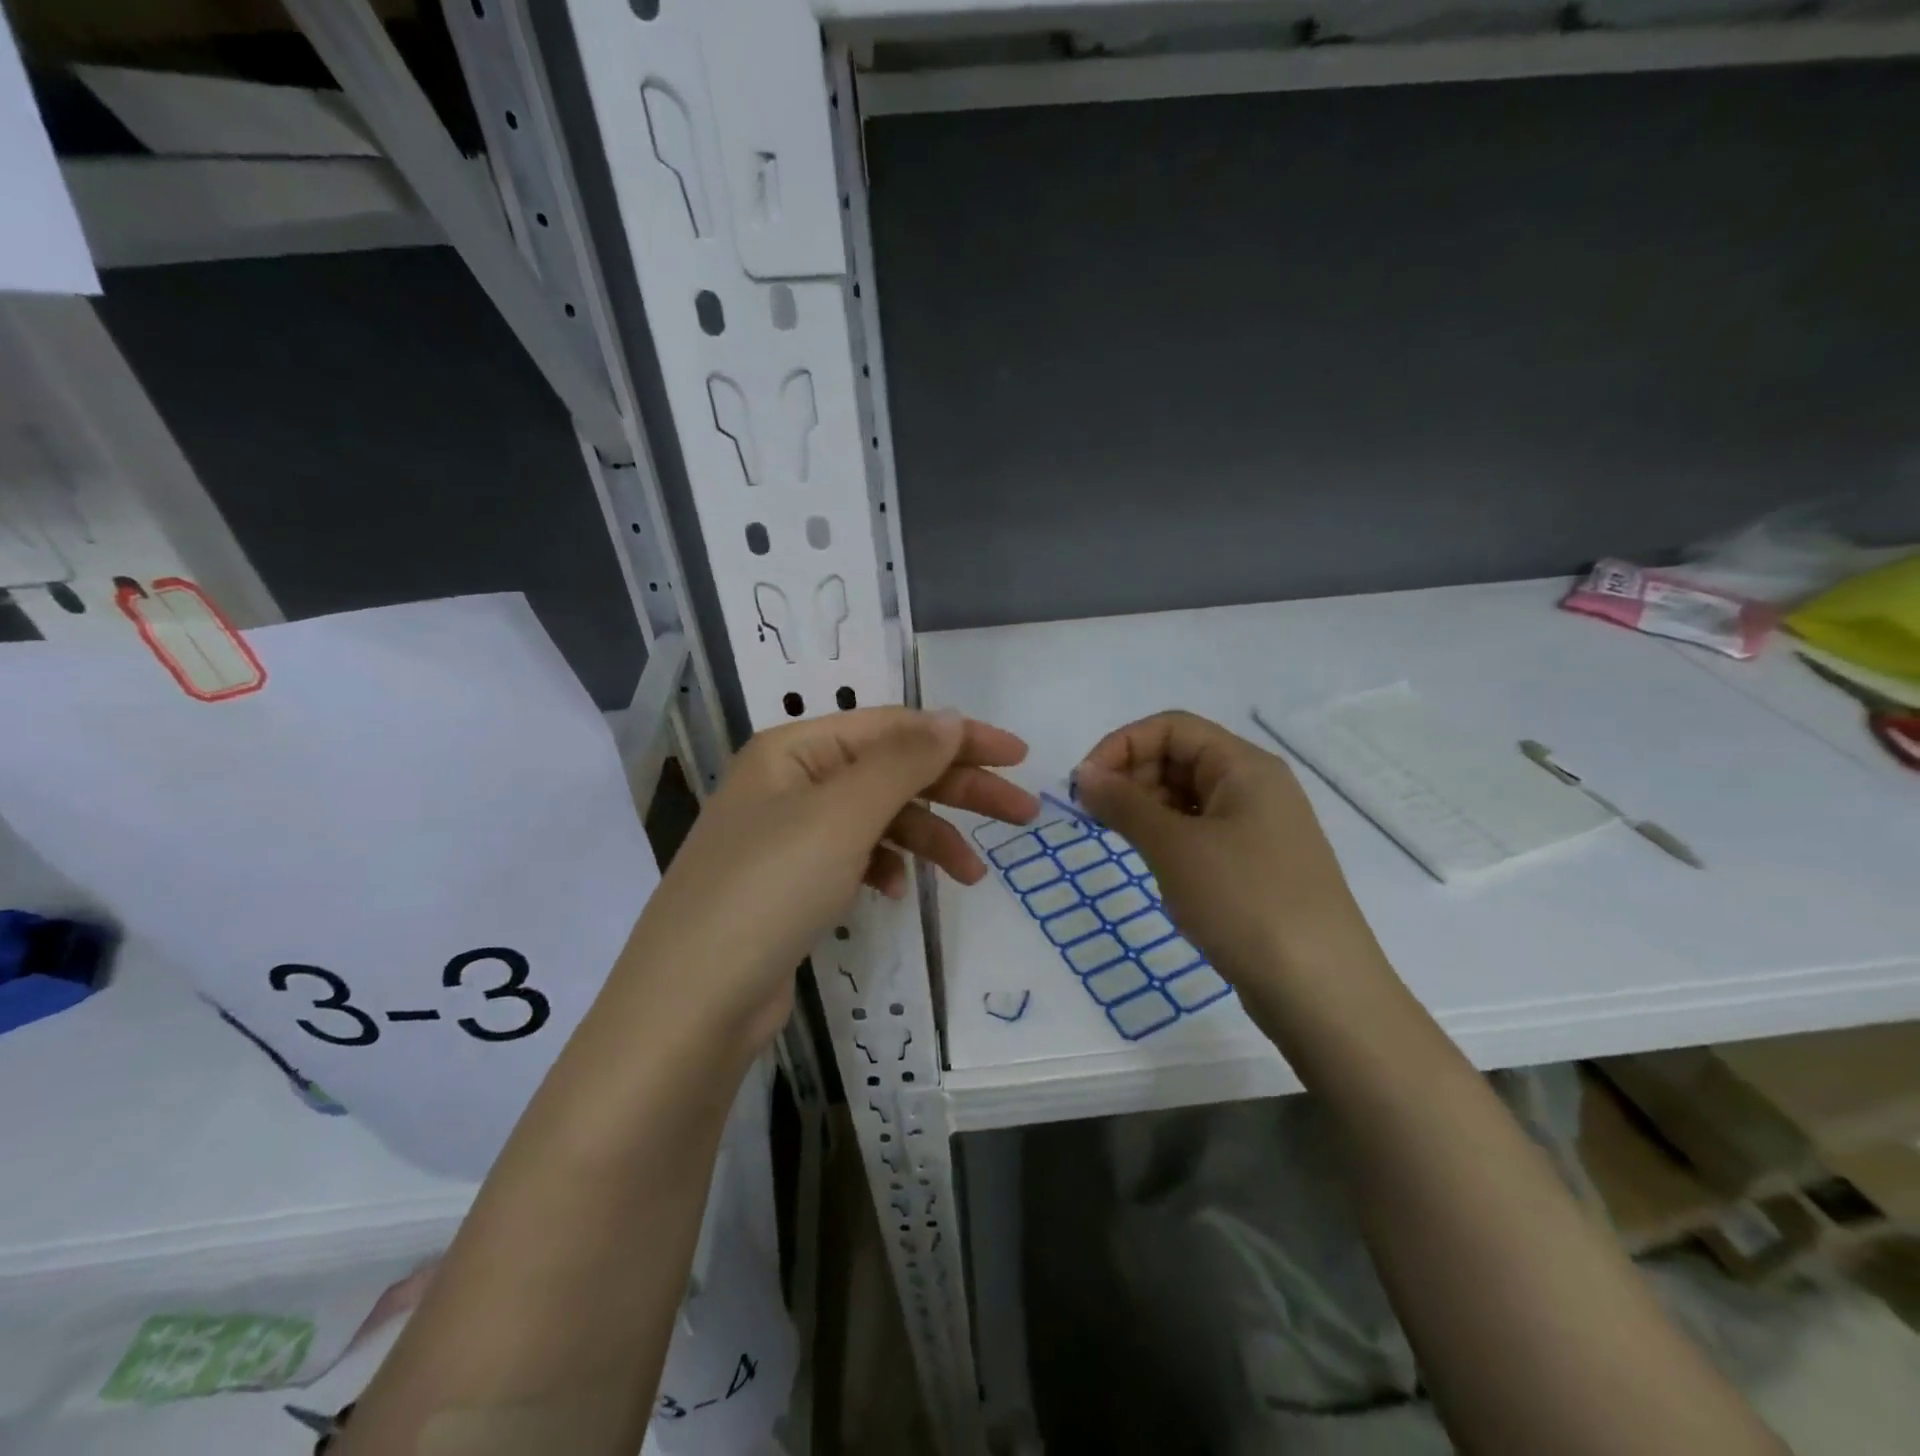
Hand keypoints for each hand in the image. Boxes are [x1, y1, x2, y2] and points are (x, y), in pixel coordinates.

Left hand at [621, 707, 1038, 1047]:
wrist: (691, 1005)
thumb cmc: (769, 891)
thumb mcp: (842, 815)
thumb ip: (903, 760)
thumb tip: (951, 717)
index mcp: (796, 749)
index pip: (894, 727)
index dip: (960, 738)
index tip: (1019, 758)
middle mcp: (790, 781)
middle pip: (892, 770)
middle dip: (958, 790)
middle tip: (1021, 815)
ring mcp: (788, 834)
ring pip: (879, 818)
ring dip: (928, 838)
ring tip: (972, 875)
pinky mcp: (791, 883)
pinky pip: (856, 857)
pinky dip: (886, 866)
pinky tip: (899, 892)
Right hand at [1073, 711, 1387, 995]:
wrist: (1320, 991)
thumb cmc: (1245, 902)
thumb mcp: (1175, 847)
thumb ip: (1124, 803)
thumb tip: (1084, 775)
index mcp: (1244, 766)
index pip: (1171, 728)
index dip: (1121, 745)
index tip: (1084, 785)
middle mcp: (1255, 787)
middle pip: (1180, 757)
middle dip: (1130, 776)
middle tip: (1094, 816)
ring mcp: (1259, 828)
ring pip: (1188, 796)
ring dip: (1146, 808)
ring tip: (1118, 839)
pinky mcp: (1256, 865)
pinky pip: (1202, 831)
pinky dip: (1169, 836)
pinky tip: (1153, 863)